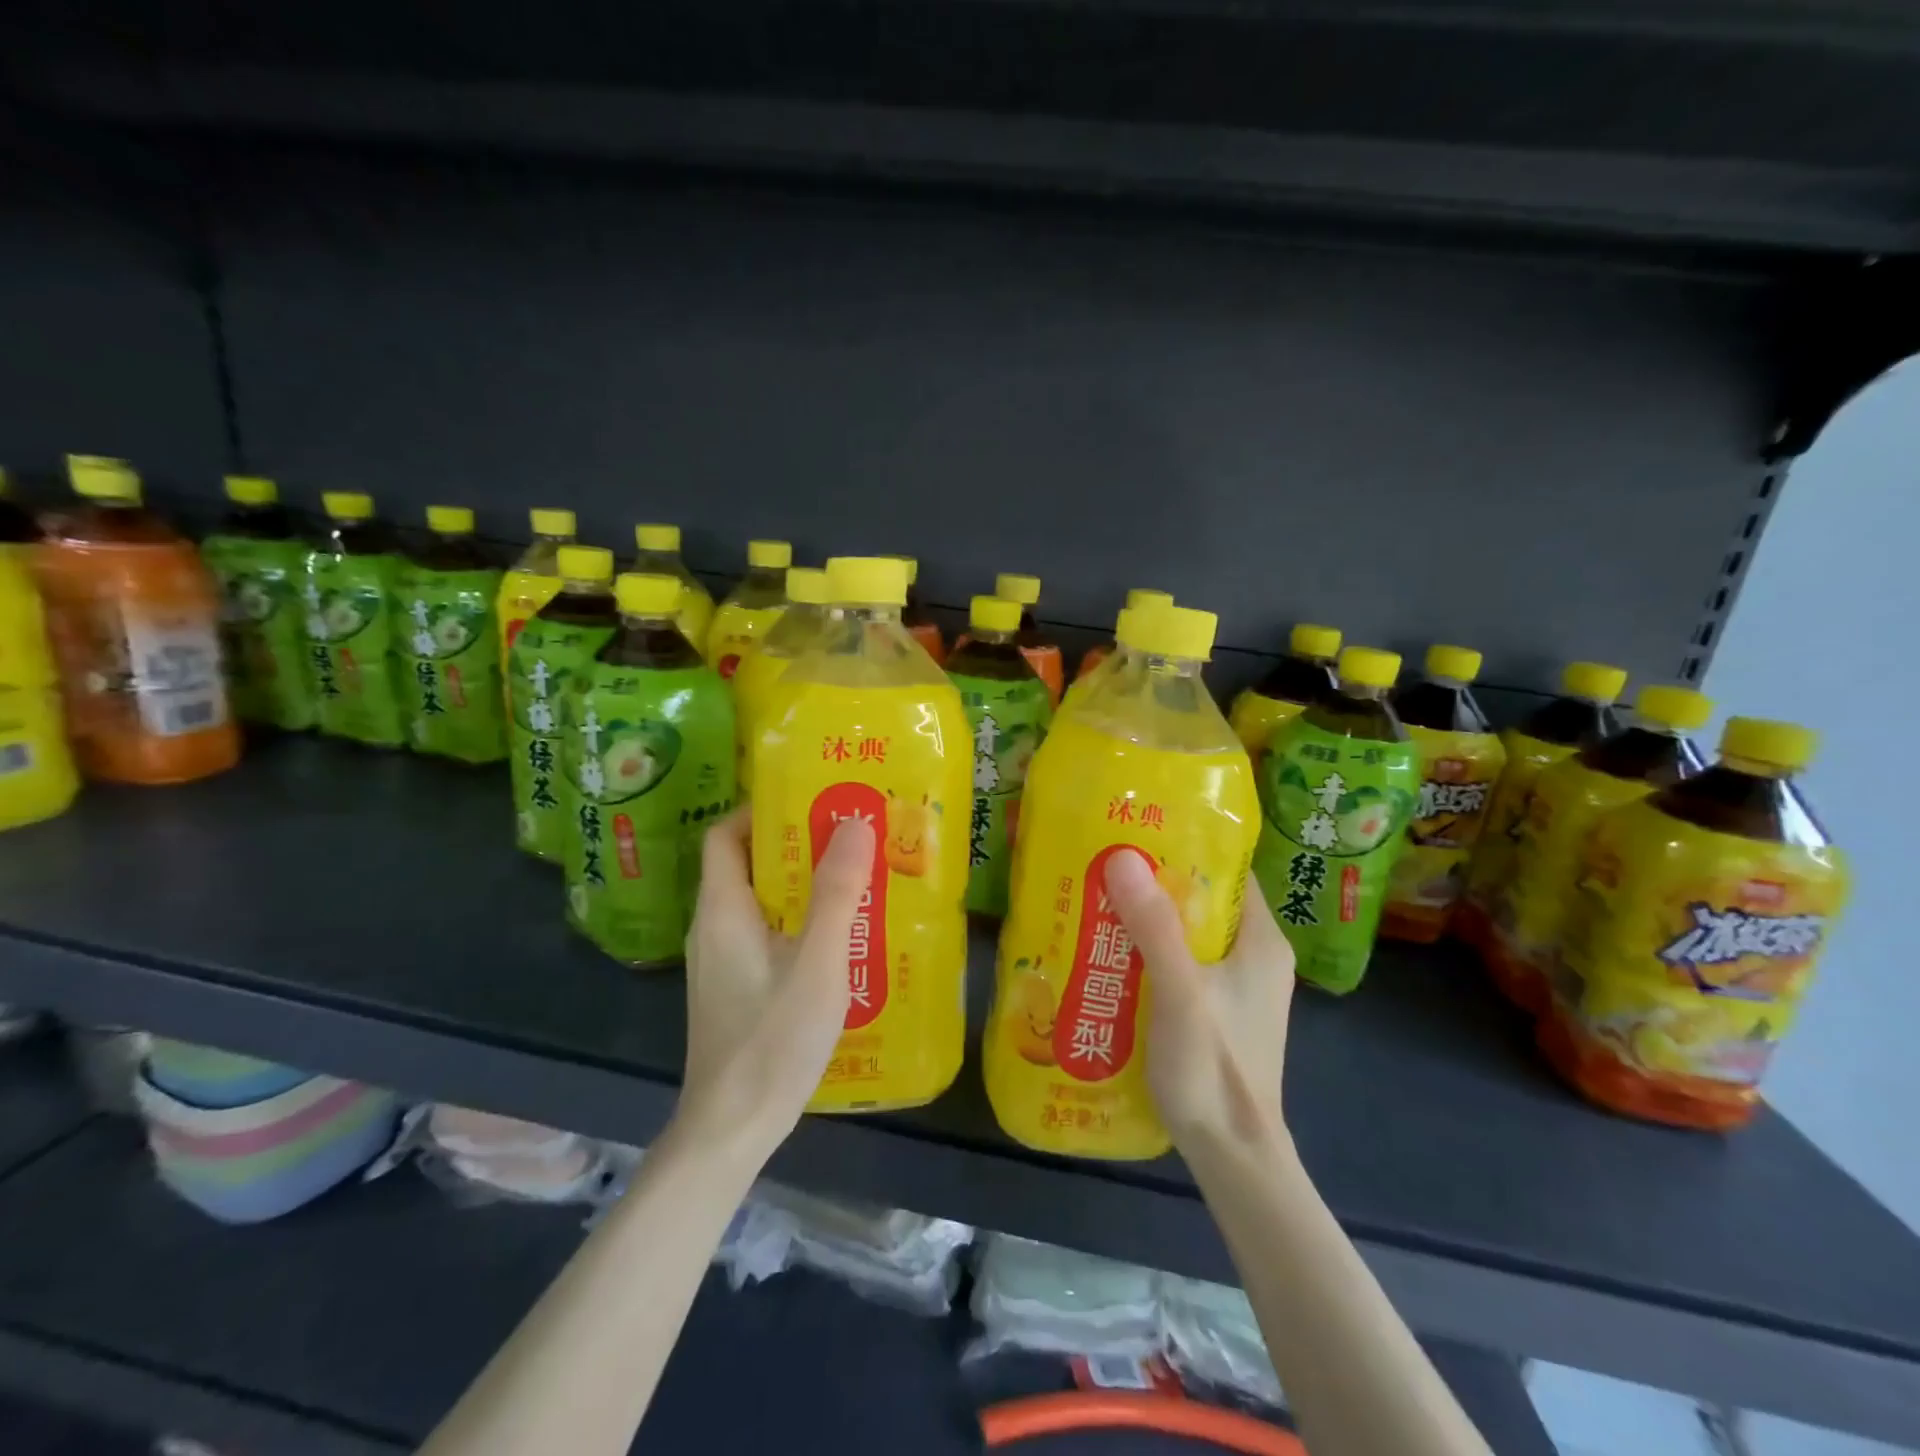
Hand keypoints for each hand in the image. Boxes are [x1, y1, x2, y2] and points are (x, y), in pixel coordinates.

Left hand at [677, 807, 876, 1158]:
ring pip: (762, 903)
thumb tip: (855, 822)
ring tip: (856, 880)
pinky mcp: (736, 988)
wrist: (732, 1129)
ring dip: (803, 886)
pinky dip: (799, 922)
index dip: (762, 812)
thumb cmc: (772, 1038)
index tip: (813, 804)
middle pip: (748, 865)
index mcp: (722, 910)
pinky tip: (841, 940)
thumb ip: (837, 893)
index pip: (726, 835)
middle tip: (850, 838)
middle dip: (798, 847)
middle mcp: (714, 928)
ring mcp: (723, 962)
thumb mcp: (817, 962)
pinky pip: (767, 935)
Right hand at [1104, 850, 1295, 1154]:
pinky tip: (1110, 954)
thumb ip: (1154, 927)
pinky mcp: (1217, 1012)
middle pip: (1203, 901)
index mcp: (1261, 941)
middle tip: (1104, 865)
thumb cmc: (1214, 1068)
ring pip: (1188, 934)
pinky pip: (1180, 965)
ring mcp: (1236, 987)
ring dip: (1147, 920)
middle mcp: (1254, 957)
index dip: (1186, 846)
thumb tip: (1123, 856)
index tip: (1137, 831)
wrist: (1233, 1156)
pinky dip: (1149, 954)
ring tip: (1098, 901)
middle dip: (1155, 884)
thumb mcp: (1181, 992)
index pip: (1228, 871)